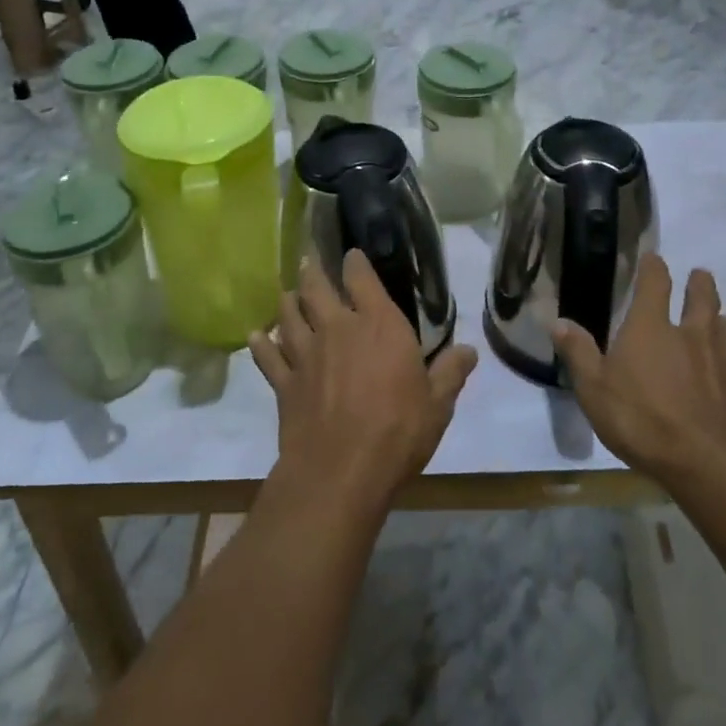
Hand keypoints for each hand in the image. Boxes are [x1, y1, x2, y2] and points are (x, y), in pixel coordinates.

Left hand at [251, 252, 477, 510]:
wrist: (340, 472)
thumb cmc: (397, 432)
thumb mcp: (437, 405)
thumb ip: (451, 372)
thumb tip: (470, 350)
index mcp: (378, 325)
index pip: (362, 279)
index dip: (355, 263)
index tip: (351, 254)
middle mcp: (338, 328)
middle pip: (317, 289)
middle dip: (312, 270)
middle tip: (307, 258)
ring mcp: (306, 354)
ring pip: (289, 316)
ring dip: (287, 302)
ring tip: (285, 292)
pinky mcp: (285, 383)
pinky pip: (268, 357)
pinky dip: (260, 345)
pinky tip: (255, 336)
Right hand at [553, 253, 725, 482]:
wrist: (710, 464)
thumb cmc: (642, 420)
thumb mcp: (594, 389)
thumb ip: (579, 353)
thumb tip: (558, 321)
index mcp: (651, 328)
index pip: (654, 283)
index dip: (654, 267)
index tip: (654, 258)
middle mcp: (691, 336)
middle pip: (702, 300)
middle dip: (700, 284)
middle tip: (700, 274)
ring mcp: (723, 364)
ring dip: (721, 321)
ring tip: (721, 318)